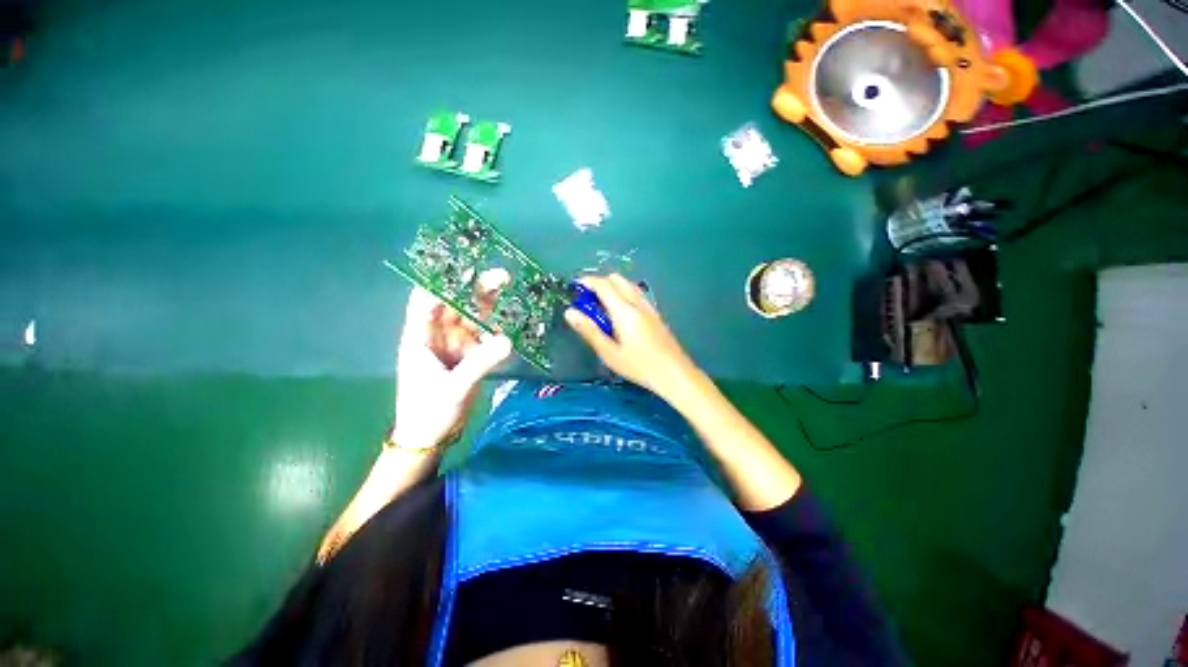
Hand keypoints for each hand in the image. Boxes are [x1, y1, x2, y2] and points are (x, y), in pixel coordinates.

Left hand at [392, 284, 511, 450]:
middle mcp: (438, 335)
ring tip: (513, 291)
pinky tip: (514, 320)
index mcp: (420, 337)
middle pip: (457, 304)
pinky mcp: (470, 356)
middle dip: (477, 289)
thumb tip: (508, 340)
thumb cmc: (429, 411)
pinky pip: (486, 336)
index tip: (468, 267)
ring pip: (474, 318)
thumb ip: (480, 363)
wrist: (430, 437)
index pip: (427, 300)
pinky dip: (499, 328)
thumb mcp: (454, 388)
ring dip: (492, 305)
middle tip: (503, 276)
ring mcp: (456, 345)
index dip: (445, 281)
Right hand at [564, 274, 701, 399]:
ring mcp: (649, 307)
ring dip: (612, 288)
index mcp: (624, 311)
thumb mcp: (609, 352)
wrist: (674, 373)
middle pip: (617, 279)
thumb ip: (589, 331)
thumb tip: (570, 312)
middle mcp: (637, 303)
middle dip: (599, 283)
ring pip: (628, 285)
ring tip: (601, 307)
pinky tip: (620, 315)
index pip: (603, 285)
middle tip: (587, 300)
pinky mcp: (655, 314)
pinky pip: (636, 294)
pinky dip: (623, 294)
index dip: (587, 281)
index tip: (574, 287)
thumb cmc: (639, 366)